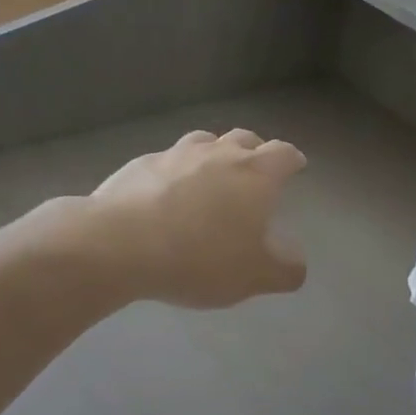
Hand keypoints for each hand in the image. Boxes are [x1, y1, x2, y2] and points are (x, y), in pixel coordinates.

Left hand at [80, 129, 307, 308]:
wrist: (119, 245)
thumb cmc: (200, 258)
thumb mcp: (254, 276)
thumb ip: (285, 270)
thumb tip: (296, 262)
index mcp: (255, 174)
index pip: (283, 153)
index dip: (292, 159)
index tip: (295, 165)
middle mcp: (219, 153)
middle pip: (245, 138)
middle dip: (255, 150)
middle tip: (255, 169)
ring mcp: (177, 154)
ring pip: (204, 141)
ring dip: (214, 153)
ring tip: (211, 174)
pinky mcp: (140, 164)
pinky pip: (167, 160)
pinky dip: (175, 170)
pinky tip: (166, 192)